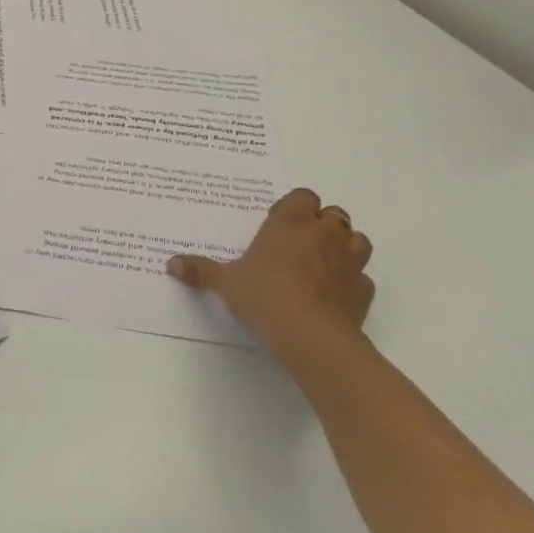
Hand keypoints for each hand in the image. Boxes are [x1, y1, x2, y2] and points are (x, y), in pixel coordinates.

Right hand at [167, 188, 374, 371]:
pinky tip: (335, 295)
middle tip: (297, 243)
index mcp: (290, 222)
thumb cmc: (265, 296)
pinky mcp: (363, 291)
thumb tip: (170, 263)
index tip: (277, 224)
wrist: (311, 336)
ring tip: (322, 264)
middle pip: (333, 214)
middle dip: (320, 223)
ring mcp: (349, 262)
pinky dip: (352, 282)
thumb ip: (200, 270)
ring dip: (343, 247)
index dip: (293, 207)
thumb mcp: (225, 283)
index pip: (302, 196)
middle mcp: (324, 234)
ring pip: (356, 240)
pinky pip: (362, 278)